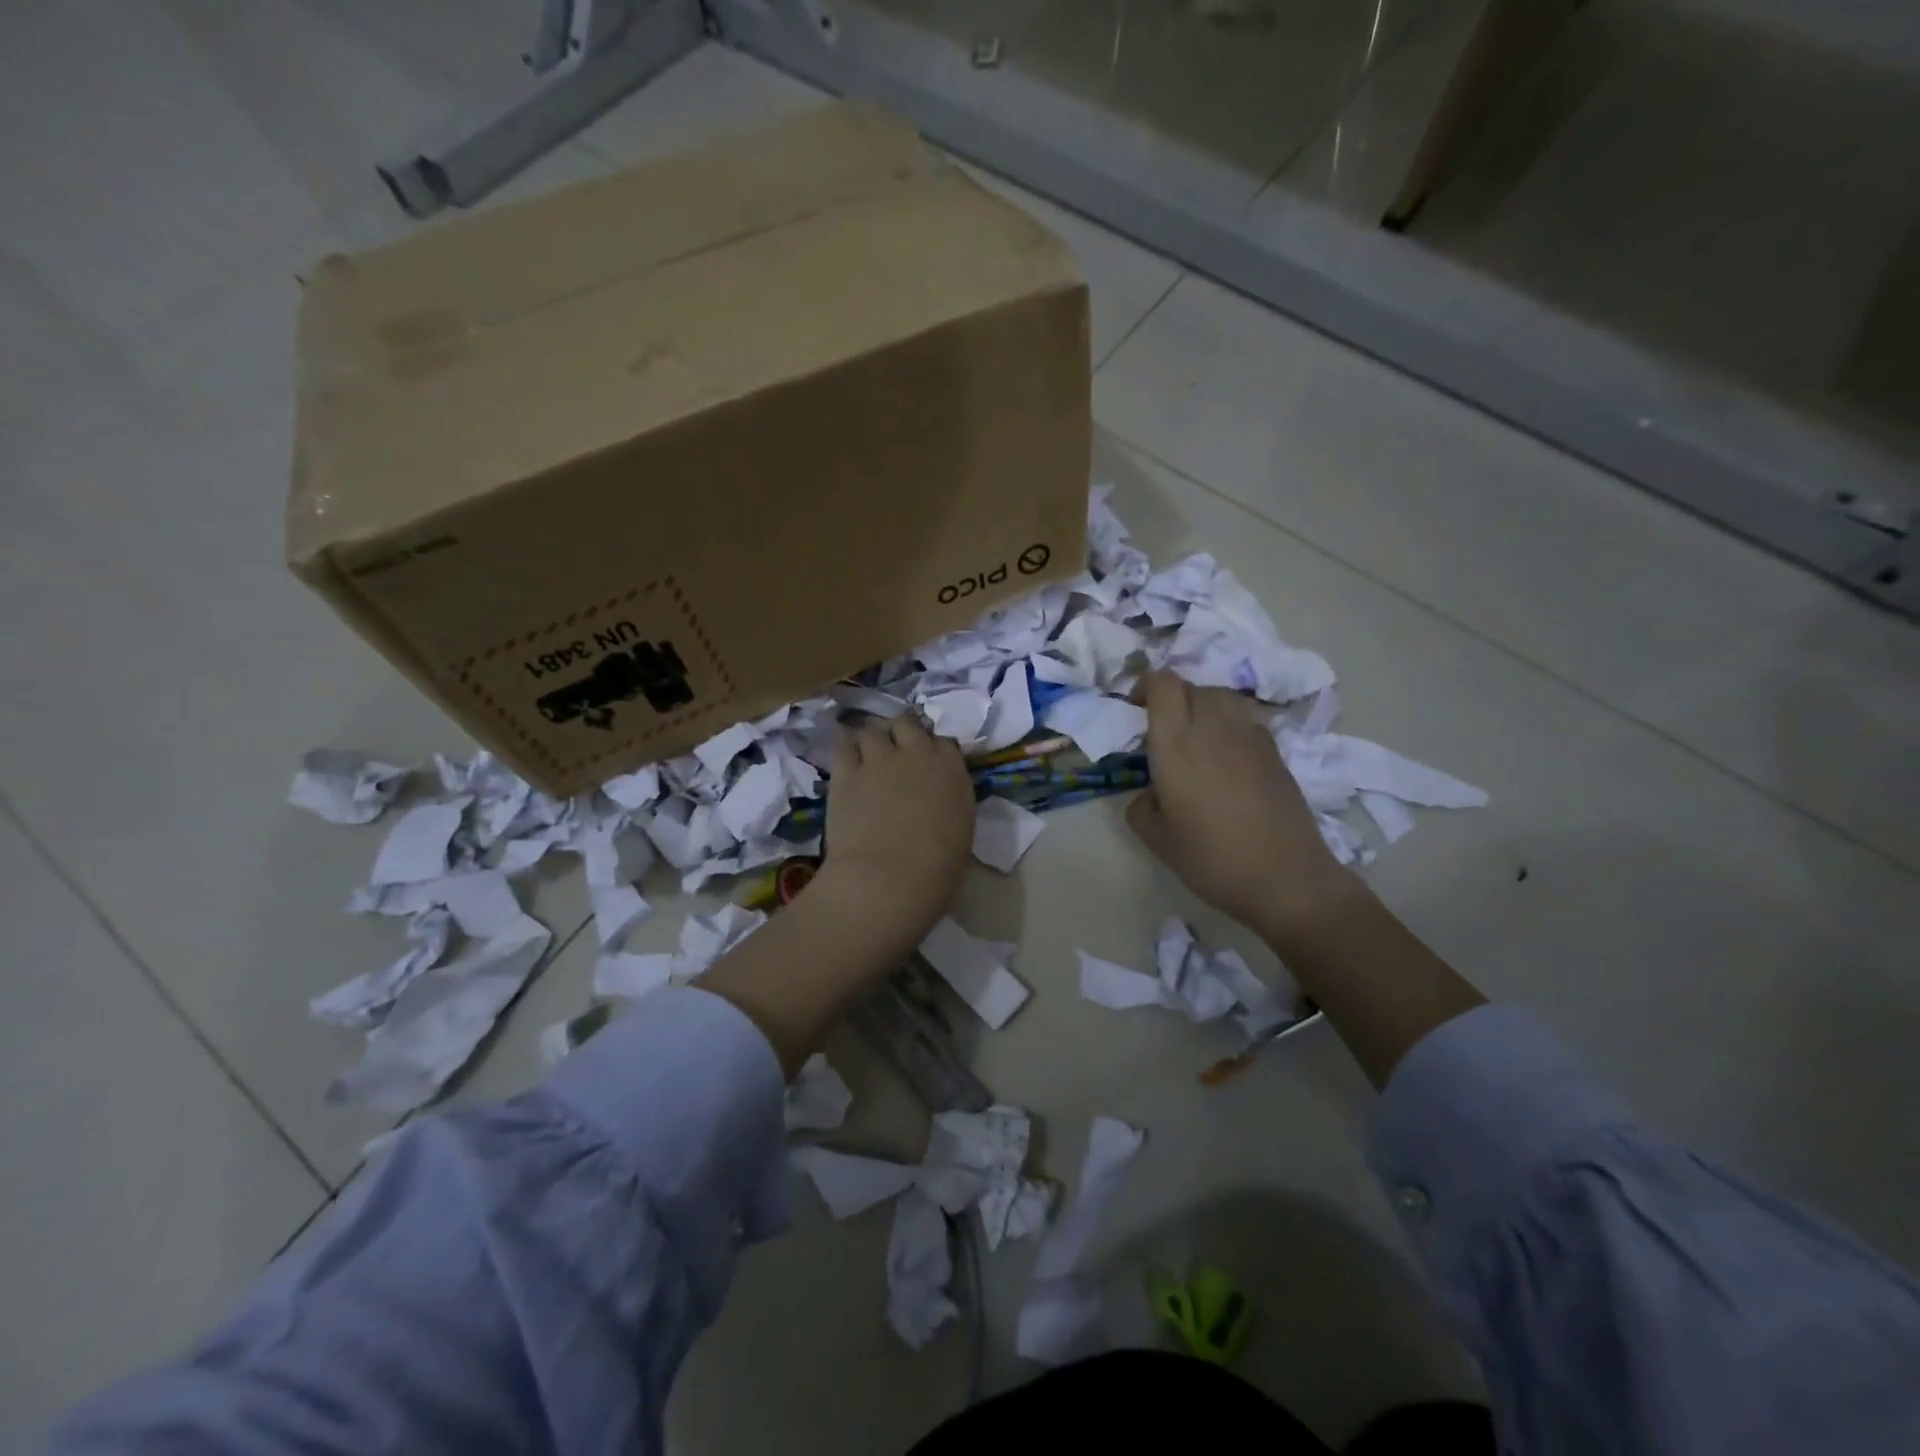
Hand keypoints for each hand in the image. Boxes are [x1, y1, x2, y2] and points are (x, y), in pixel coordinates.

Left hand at [810, 713, 973, 952]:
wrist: (890, 878)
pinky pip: (842, 745)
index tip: (925, 765)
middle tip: (894, 753)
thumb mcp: (960, 828)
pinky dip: (845, 749)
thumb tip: (937, 795)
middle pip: (906, 723)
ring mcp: (878, 758)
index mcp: (950, 768)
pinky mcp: (845, 771)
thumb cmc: (937, 867)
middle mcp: (916, 753)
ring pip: (872, 730)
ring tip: (866, 757)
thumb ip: (949, 799)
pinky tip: (844, 761)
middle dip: (900, 733)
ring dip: (871, 740)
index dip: (931, 750)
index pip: (943, 742)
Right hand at [1128, 671, 1350, 934]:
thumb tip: (1154, 792)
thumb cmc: (1212, 859)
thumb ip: (1142, 805)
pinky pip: (1245, 719)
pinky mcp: (1275, 752)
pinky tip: (1226, 757)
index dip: (1147, 686)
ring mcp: (1250, 737)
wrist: (1286, 878)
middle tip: (1161, 729)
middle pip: (1192, 686)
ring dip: (1202, 705)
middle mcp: (1213, 729)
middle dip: (1171, 698)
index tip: (1136, 709)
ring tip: (1195, 736)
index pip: (1164, 684)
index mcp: (1177, 745)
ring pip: (1222, 697)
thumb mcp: (1156, 839)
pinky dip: (1228, 725)